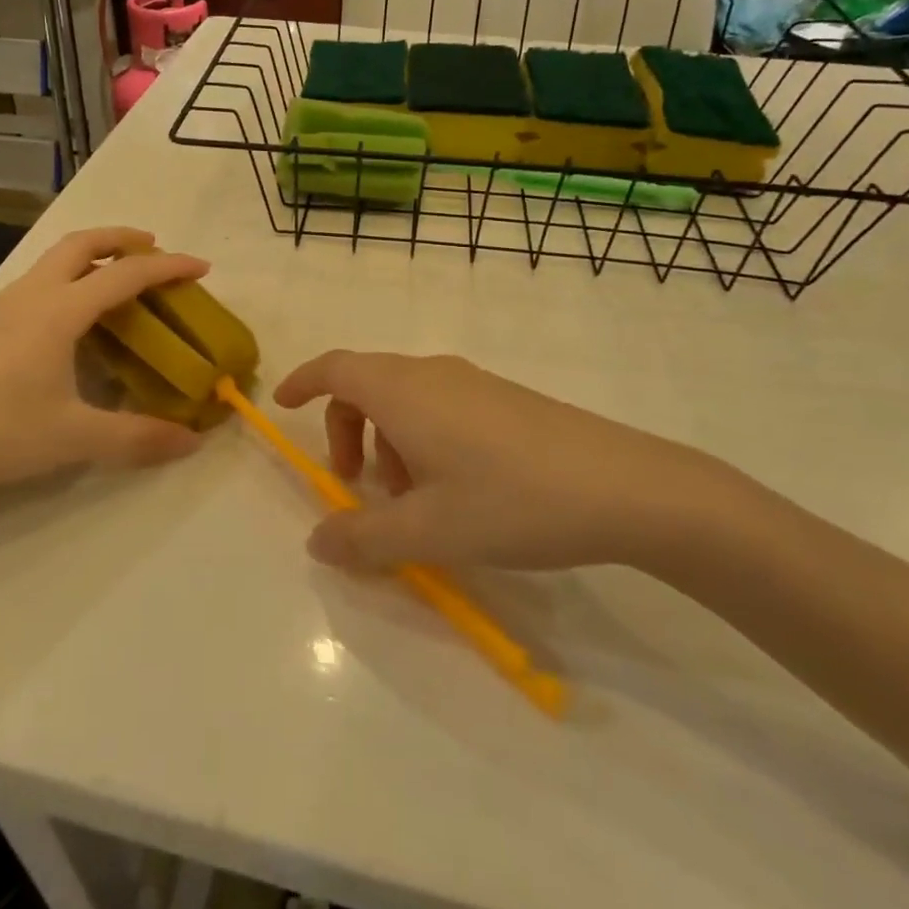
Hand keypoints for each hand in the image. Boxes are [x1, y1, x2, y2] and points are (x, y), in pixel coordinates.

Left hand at [0, 228, 209, 506]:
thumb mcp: (74, 438)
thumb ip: (137, 438)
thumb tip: (192, 442)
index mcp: (60, 311)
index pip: (125, 274)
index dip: (168, 267)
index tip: (201, 267)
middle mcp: (33, 296)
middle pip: (82, 243)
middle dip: (123, 238)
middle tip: (155, 249)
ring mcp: (5, 307)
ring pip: (56, 259)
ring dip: (94, 255)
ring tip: (120, 279)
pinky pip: (41, 281)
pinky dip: (71, 278)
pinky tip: (75, 318)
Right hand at [273, 352, 742, 572]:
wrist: (625, 487)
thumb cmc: (511, 500)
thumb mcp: (429, 530)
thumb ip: (364, 538)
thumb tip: (317, 541)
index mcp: (404, 391)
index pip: (336, 367)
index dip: (304, 382)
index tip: (283, 405)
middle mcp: (433, 372)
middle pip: (367, 384)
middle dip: (346, 429)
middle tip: (353, 484)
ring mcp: (473, 382)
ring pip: (406, 398)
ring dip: (388, 441)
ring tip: (410, 501)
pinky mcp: (504, 399)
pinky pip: (440, 406)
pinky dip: (422, 438)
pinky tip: (453, 490)